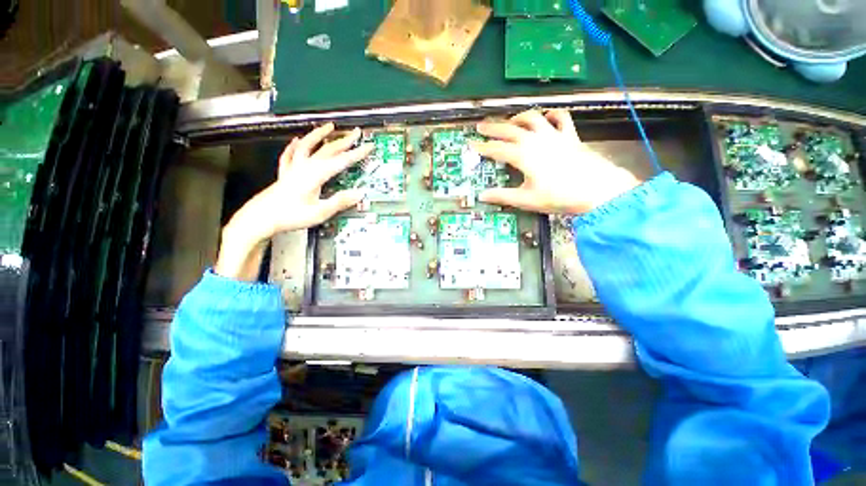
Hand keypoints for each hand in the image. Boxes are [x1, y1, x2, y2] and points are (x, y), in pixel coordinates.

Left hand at [215, 123, 372, 280]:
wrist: (260, 218)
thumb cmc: (289, 216)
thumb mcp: (320, 212)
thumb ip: (340, 201)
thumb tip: (358, 194)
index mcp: (315, 175)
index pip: (341, 161)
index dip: (357, 153)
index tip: (368, 146)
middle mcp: (305, 168)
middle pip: (327, 150)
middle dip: (344, 140)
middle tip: (355, 133)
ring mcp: (294, 169)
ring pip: (308, 146)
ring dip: (320, 135)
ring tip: (329, 127)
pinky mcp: (286, 174)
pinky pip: (290, 154)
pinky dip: (295, 145)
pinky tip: (297, 140)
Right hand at [474, 109, 639, 213]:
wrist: (597, 190)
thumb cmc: (559, 196)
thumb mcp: (526, 200)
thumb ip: (502, 196)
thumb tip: (482, 196)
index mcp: (523, 156)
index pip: (496, 149)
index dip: (482, 147)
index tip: (471, 144)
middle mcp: (535, 141)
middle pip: (509, 129)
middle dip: (493, 128)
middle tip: (480, 126)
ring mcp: (553, 135)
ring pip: (531, 118)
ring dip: (517, 118)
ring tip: (509, 122)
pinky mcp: (570, 136)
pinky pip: (560, 118)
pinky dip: (551, 115)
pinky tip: (545, 117)